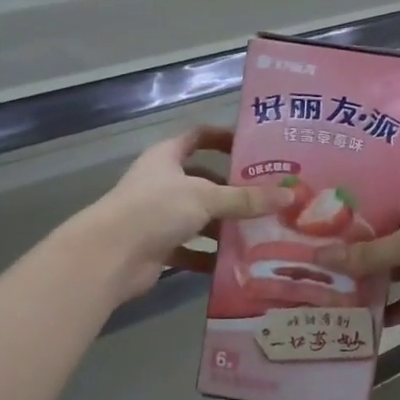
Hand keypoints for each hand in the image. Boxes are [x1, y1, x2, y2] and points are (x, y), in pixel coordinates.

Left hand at [74, 127, 291, 302]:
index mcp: (167, 157)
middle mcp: (162, 183)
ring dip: (226, 226)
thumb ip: (246, 198)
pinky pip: (192, 249)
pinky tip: (239, 263)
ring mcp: (158, 217)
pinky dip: (211, 256)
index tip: (254, 147)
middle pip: (204, 181)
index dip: (223, 137)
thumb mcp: (206, 197)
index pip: (198, 136)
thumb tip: (289, 195)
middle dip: (234, 190)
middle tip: (270, 197)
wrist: (110, 256)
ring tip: (264, 232)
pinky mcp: (159, 248)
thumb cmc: (156, 209)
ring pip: (199, 218)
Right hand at [313, 177, 399, 335]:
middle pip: (398, 229)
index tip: (341, 199)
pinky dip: (397, 307)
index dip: (376, 191)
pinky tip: (368, 315)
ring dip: (379, 275)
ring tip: (339, 278)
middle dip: (367, 238)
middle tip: (328, 243)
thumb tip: (321, 256)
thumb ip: (367, 253)